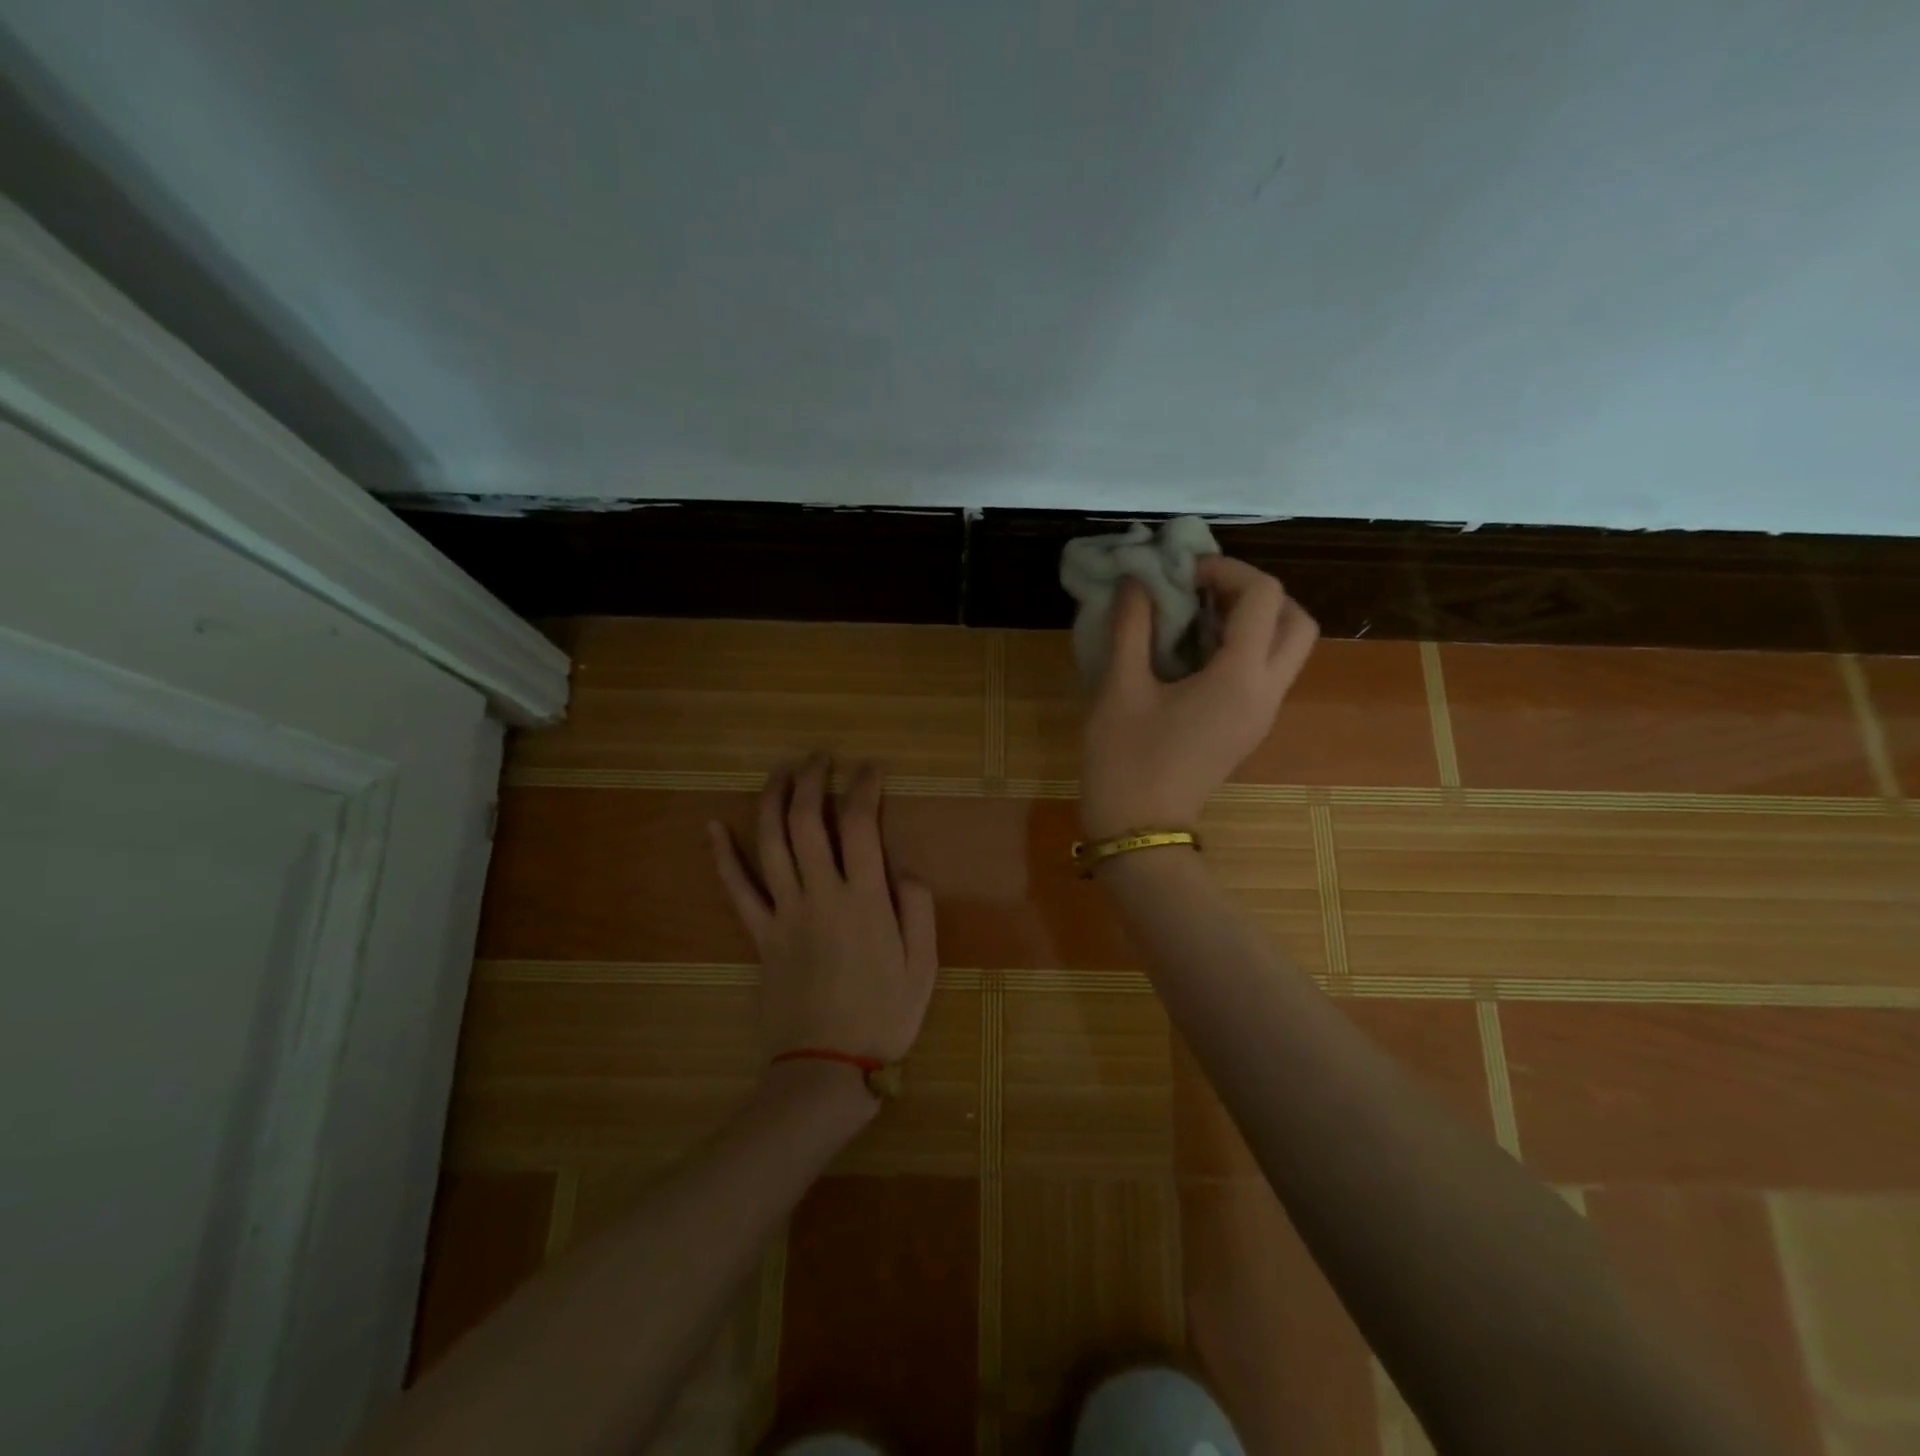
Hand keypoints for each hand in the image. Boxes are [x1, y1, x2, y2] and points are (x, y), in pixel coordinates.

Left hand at [708, 755, 938, 1075]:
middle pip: (807, 821)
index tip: (870, 767)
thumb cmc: (883, 1017)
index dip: (864, 787)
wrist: (824, 1068)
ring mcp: (784, 913)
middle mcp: (820, 895)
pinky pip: (737, 890)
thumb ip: (918, 910)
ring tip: (780, 770)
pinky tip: (713, 826)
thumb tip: (904, 868)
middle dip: (812, 779)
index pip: (860, 825)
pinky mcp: (759, 935)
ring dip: (772, 799)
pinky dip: (723, 856)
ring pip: (770, 843)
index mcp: (865, 900)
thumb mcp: (924, 967)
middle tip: (820, 757)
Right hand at [1080, 556, 1318, 840]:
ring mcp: (1262, 714)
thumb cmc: (1125, 760)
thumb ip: (1131, 626)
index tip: (1182, 573)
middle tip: (1206, 591)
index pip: (1263, 597)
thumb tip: (1137, 582)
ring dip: (1254, 620)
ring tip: (1199, 617)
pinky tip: (1195, 652)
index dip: (1227, 570)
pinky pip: (1267, 672)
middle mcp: (1266, 692)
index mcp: (1240, 677)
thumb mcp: (1119, 688)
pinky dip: (1244, 647)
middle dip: (1256, 593)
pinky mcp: (1249, 728)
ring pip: (1288, 648)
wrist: (1140, 830)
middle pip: (1296, 620)